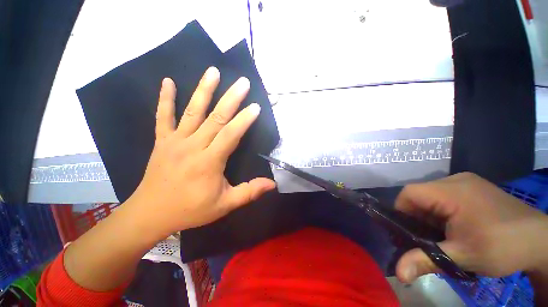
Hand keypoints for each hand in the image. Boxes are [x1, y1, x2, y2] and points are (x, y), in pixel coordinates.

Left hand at [125, 67, 275, 237]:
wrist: (151, 214)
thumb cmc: (191, 210)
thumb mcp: (224, 205)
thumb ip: (249, 192)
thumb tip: (272, 184)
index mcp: (209, 162)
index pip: (230, 135)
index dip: (244, 120)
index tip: (255, 106)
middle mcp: (193, 147)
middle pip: (215, 118)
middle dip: (231, 99)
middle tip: (242, 82)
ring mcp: (175, 141)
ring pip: (192, 111)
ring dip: (203, 90)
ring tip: (213, 71)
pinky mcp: (162, 141)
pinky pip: (162, 117)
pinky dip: (165, 99)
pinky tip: (167, 81)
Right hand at [395, 172, 547, 282]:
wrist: (541, 241)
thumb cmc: (503, 246)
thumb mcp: (464, 257)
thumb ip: (426, 261)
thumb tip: (397, 274)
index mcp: (451, 190)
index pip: (409, 193)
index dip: (400, 211)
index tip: (405, 234)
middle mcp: (455, 180)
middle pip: (419, 195)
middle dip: (415, 217)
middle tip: (422, 240)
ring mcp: (465, 183)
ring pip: (431, 197)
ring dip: (428, 216)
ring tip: (438, 236)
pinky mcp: (473, 188)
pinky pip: (444, 198)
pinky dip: (441, 213)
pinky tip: (452, 228)